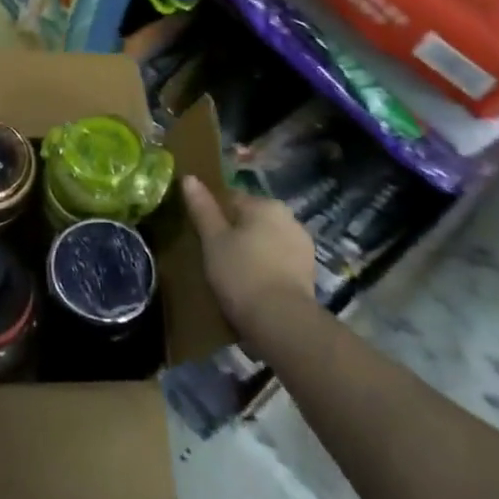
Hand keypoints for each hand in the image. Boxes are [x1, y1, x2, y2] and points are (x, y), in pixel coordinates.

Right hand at [181, 174, 315, 335]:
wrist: (282, 322)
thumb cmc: (241, 273)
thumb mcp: (212, 239)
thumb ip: (202, 207)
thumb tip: (189, 177)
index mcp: (265, 204)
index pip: (231, 198)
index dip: (213, 215)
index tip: (202, 235)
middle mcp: (289, 218)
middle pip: (252, 220)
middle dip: (236, 233)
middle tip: (215, 255)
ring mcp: (303, 247)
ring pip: (267, 241)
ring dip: (253, 251)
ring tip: (233, 274)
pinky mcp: (309, 273)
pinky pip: (280, 262)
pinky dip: (267, 268)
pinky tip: (253, 286)